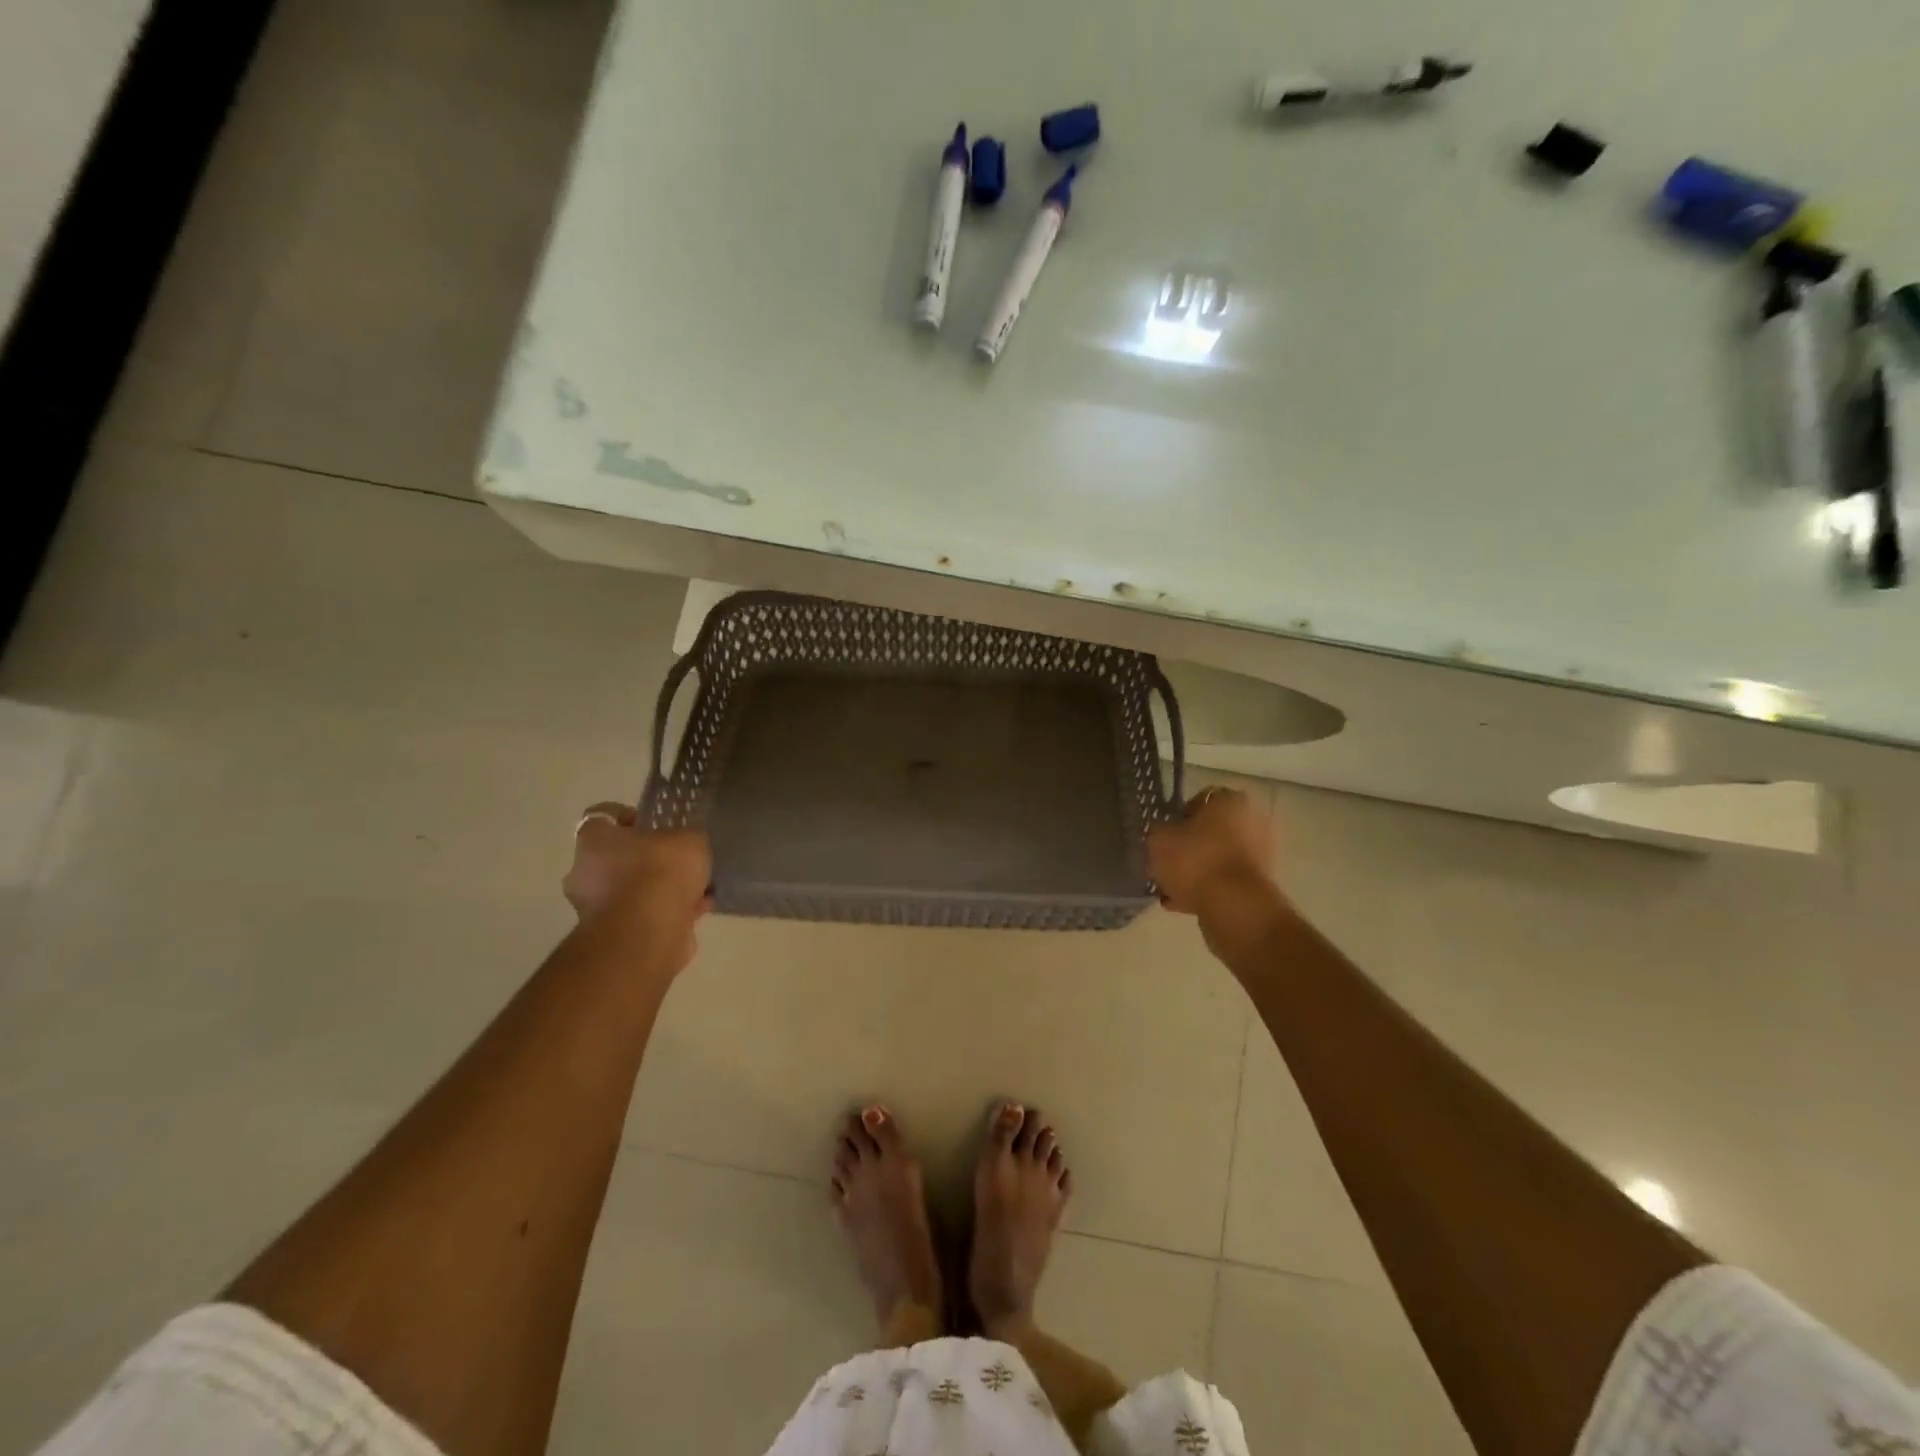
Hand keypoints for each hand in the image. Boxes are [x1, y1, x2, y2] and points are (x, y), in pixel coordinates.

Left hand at [564, 803, 712, 967]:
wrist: (648, 933)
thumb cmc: (661, 872)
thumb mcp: (690, 840)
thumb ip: (686, 840)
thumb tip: (686, 847)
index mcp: (594, 841)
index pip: (602, 817)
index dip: (629, 817)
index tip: (654, 824)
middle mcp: (585, 873)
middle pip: (616, 857)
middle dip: (647, 859)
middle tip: (678, 860)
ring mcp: (595, 909)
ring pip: (632, 890)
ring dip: (659, 890)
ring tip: (696, 889)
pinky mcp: (614, 938)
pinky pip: (643, 917)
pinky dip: (666, 914)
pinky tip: (696, 911)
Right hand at [1148, 786, 1279, 916]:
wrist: (1233, 906)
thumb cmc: (1195, 860)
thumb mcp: (1158, 838)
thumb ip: (1159, 831)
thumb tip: (1164, 835)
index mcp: (1231, 800)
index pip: (1201, 799)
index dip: (1179, 816)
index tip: (1165, 834)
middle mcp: (1253, 822)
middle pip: (1212, 831)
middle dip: (1190, 846)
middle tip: (1166, 861)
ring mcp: (1260, 855)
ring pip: (1218, 858)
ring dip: (1196, 870)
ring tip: (1169, 888)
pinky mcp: (1259, 885)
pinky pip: (1225, 882)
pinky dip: (1206, 890)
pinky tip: (1180, 903)